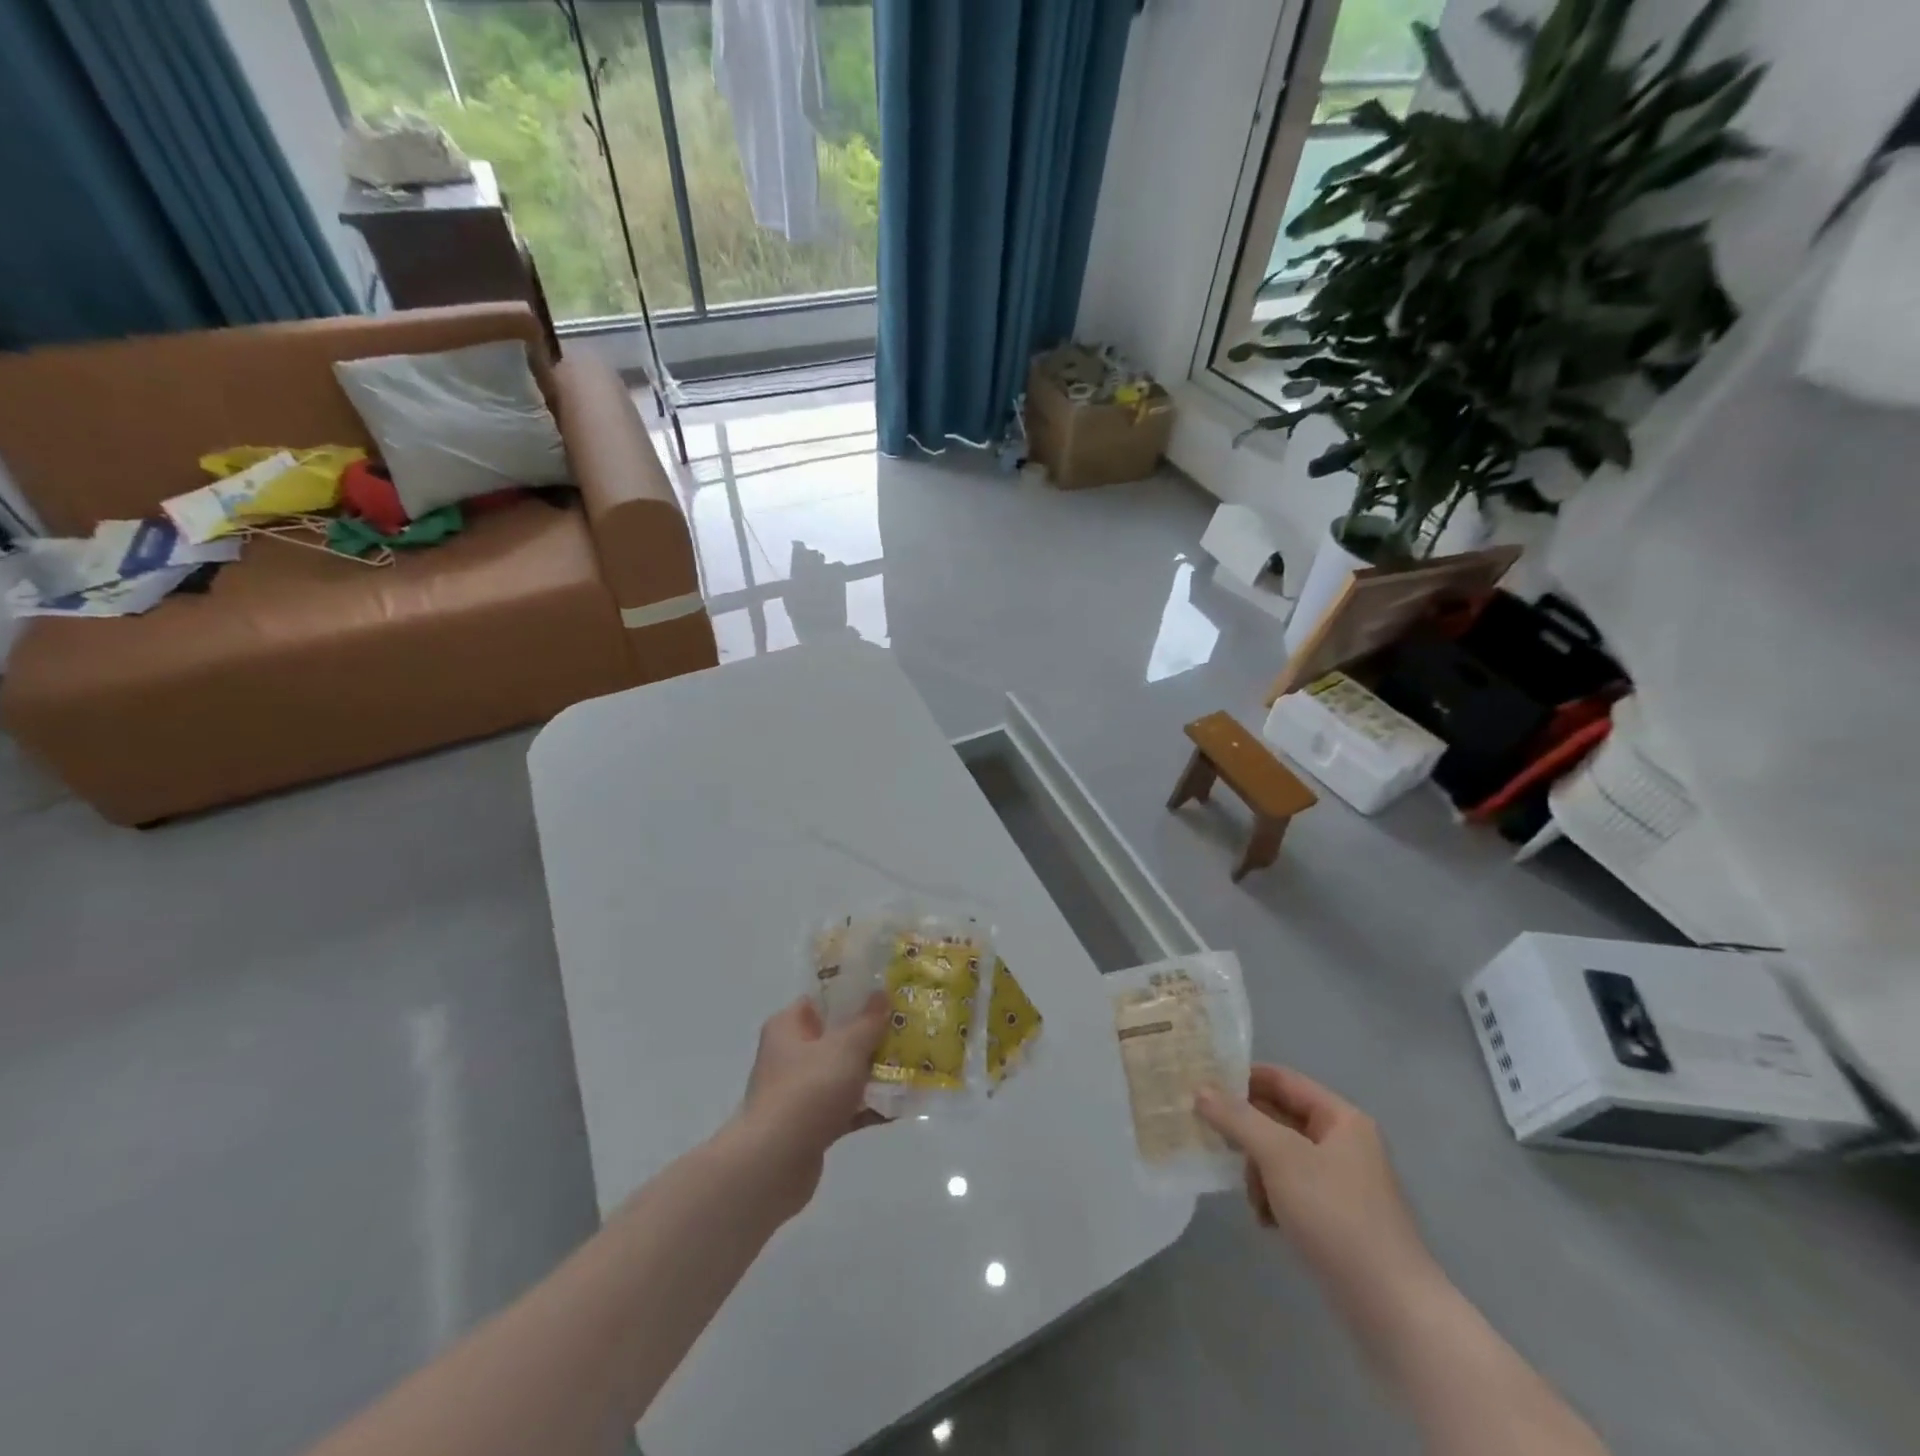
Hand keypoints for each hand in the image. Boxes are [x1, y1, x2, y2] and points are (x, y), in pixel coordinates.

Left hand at [737, 994, 889, 1211]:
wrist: (773, 1165)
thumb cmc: (807, 1091)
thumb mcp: (846, 1048)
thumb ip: (868, 1021)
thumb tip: (881, 994)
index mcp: (788, 1026)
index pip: (822, 1000)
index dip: (854, 995)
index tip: (888, 995)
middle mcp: (790, 1055)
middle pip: (837, 1037)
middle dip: (872, 1036)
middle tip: (908, 1030)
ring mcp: (799, 1092)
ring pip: (844, 1073)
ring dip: (874, 1073)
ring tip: (913, 1067)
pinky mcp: (810, 1125)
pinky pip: (845, 1107)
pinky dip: (868, 1106)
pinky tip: (900, 1107)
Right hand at [1196, 1065, 1435, 1294]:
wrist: (1391, 1308)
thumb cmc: (1336, 1216)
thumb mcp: (1280, 1157)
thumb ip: (1238, 1119)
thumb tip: (1201, 1090)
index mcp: (1340, 1118)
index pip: (1281, 1079)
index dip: (1242, 1077)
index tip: (1202, 1084)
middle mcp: (1343, 1142)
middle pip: (1278, 1118)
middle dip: (1246, 1132)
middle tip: (1211, 1139)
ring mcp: (1341, 1182)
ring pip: (1280, 1156)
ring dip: (1257, 1171)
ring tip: (1251, 1198)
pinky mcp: (1335, 1217)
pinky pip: (1291, 1189)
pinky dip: (1272, 1198)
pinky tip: (1266, 1221)